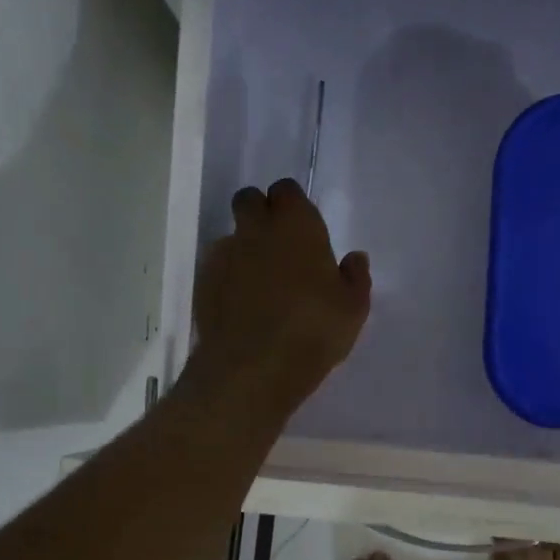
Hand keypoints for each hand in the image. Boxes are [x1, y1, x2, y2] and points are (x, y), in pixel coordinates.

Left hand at [191, 179, 371, 413]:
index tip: (303, 229)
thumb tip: (355, 259)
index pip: (287, 191)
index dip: (293, 206)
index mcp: (296, 225)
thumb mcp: (353, 309)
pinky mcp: (204, 283)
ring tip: (260, 285)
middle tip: (279, 247)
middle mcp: (256, 230)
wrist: (254, 368)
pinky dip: (229, 279)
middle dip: (260, 213)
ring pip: (232, 236)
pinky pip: (218, 269)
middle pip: (249, 200)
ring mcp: (224, 256)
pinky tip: (242, 307)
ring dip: (244, 250)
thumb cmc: (314, 331)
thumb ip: (355, 278)